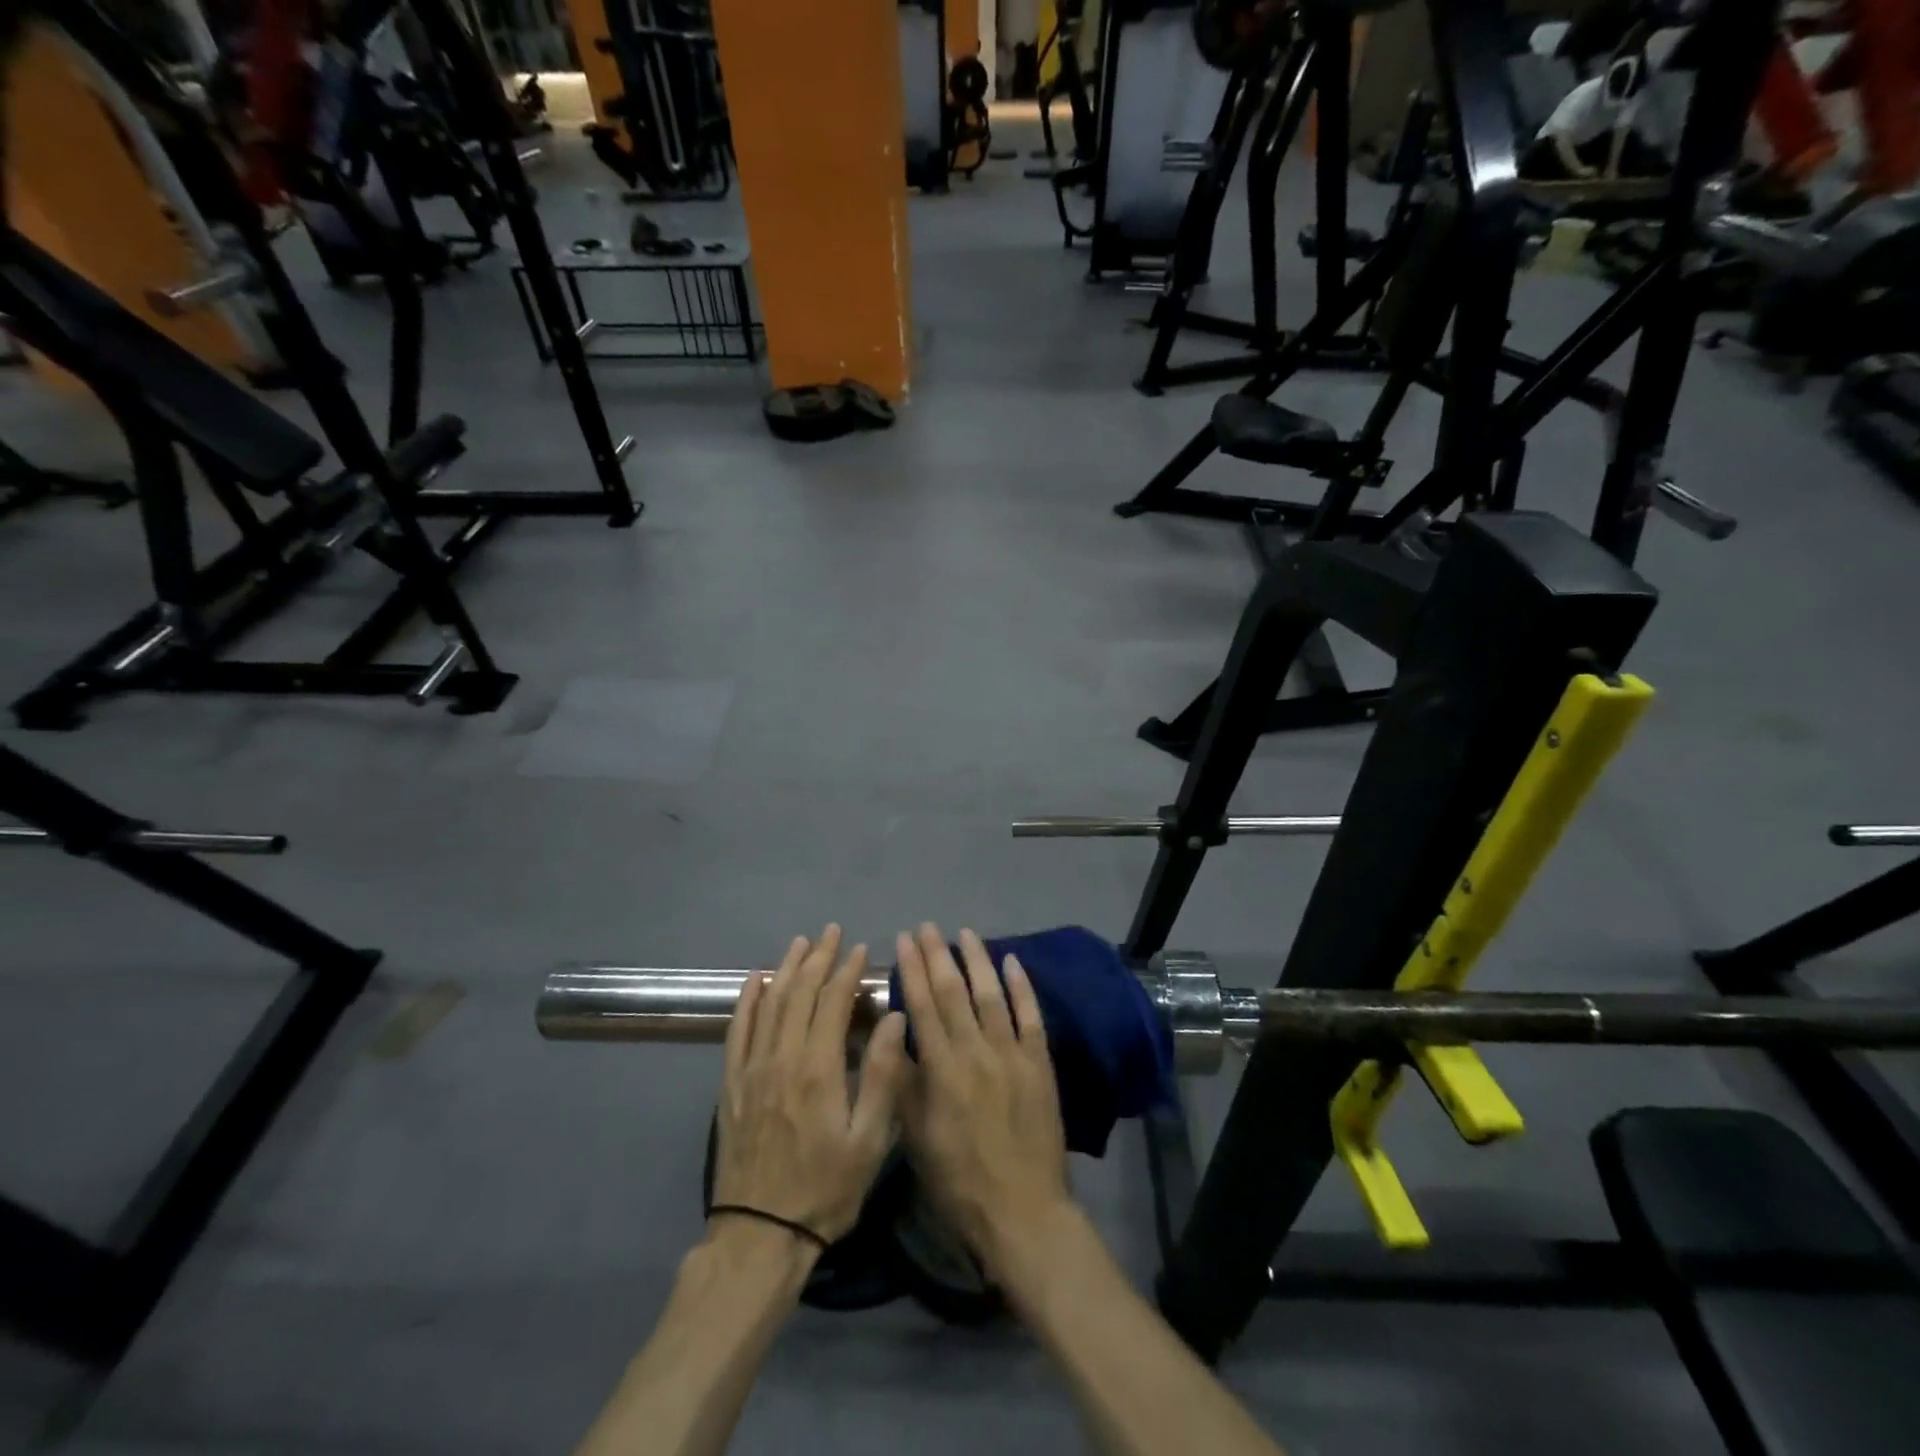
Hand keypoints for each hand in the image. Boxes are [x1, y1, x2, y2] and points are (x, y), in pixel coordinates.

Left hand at [710, 926, 908, 1245]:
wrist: (759, 1235)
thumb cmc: (825, 1189)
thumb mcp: (870, 1140)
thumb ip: (882, 1075)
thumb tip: (893, 1017)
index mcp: (819, 1068)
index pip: (832, 1002)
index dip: (847, 970)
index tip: (859, 948)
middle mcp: (782, 1057)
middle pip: (799, 992)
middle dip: (818, 957)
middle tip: (831, 931)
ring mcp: (752, 1069)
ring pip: (769, 1003)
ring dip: (786, 969)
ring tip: (800, 942)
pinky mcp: (732, 1085)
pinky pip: (737, 1030)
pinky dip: (747, 1000)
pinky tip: (755, 980)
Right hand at [894, 924, 1072, 1285]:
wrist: (1023, 1211)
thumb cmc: (959, 1179)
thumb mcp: (916, 1136)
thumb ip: (903, 1082)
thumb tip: (890, 1033)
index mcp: (943, 1070)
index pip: (924, 1006)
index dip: (912, 970)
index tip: (903, 940)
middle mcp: (977, 1052)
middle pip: (955, 992)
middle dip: (938, 955)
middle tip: (927, 926)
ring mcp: (1012, 1055)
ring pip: (992, 995)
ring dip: (977, 960)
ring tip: (964, 933)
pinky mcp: (1040, 1063)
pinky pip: (1030, 1016)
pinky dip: (1022, 986)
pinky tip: (1012, 962)